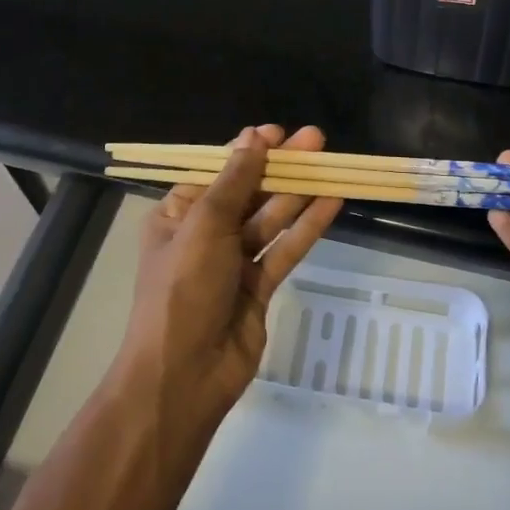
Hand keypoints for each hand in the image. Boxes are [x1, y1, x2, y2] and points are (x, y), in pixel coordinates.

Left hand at [118, 125, 342, 430]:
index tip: (278, 133)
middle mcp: (204, 235)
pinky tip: (331, 202)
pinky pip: (284, 250)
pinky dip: (306, 227)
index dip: (247, 152)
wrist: (184, 376)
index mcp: (178, 216)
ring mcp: (233, 263)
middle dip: (280, 167)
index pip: (217, 174)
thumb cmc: (183, 289)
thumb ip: (234, 181)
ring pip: (270, 219)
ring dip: (298, 192)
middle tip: (316, 140)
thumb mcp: (204, 225)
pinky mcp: (258, 288)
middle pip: (248, 193)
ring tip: (331, 163)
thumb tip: (253, 136)